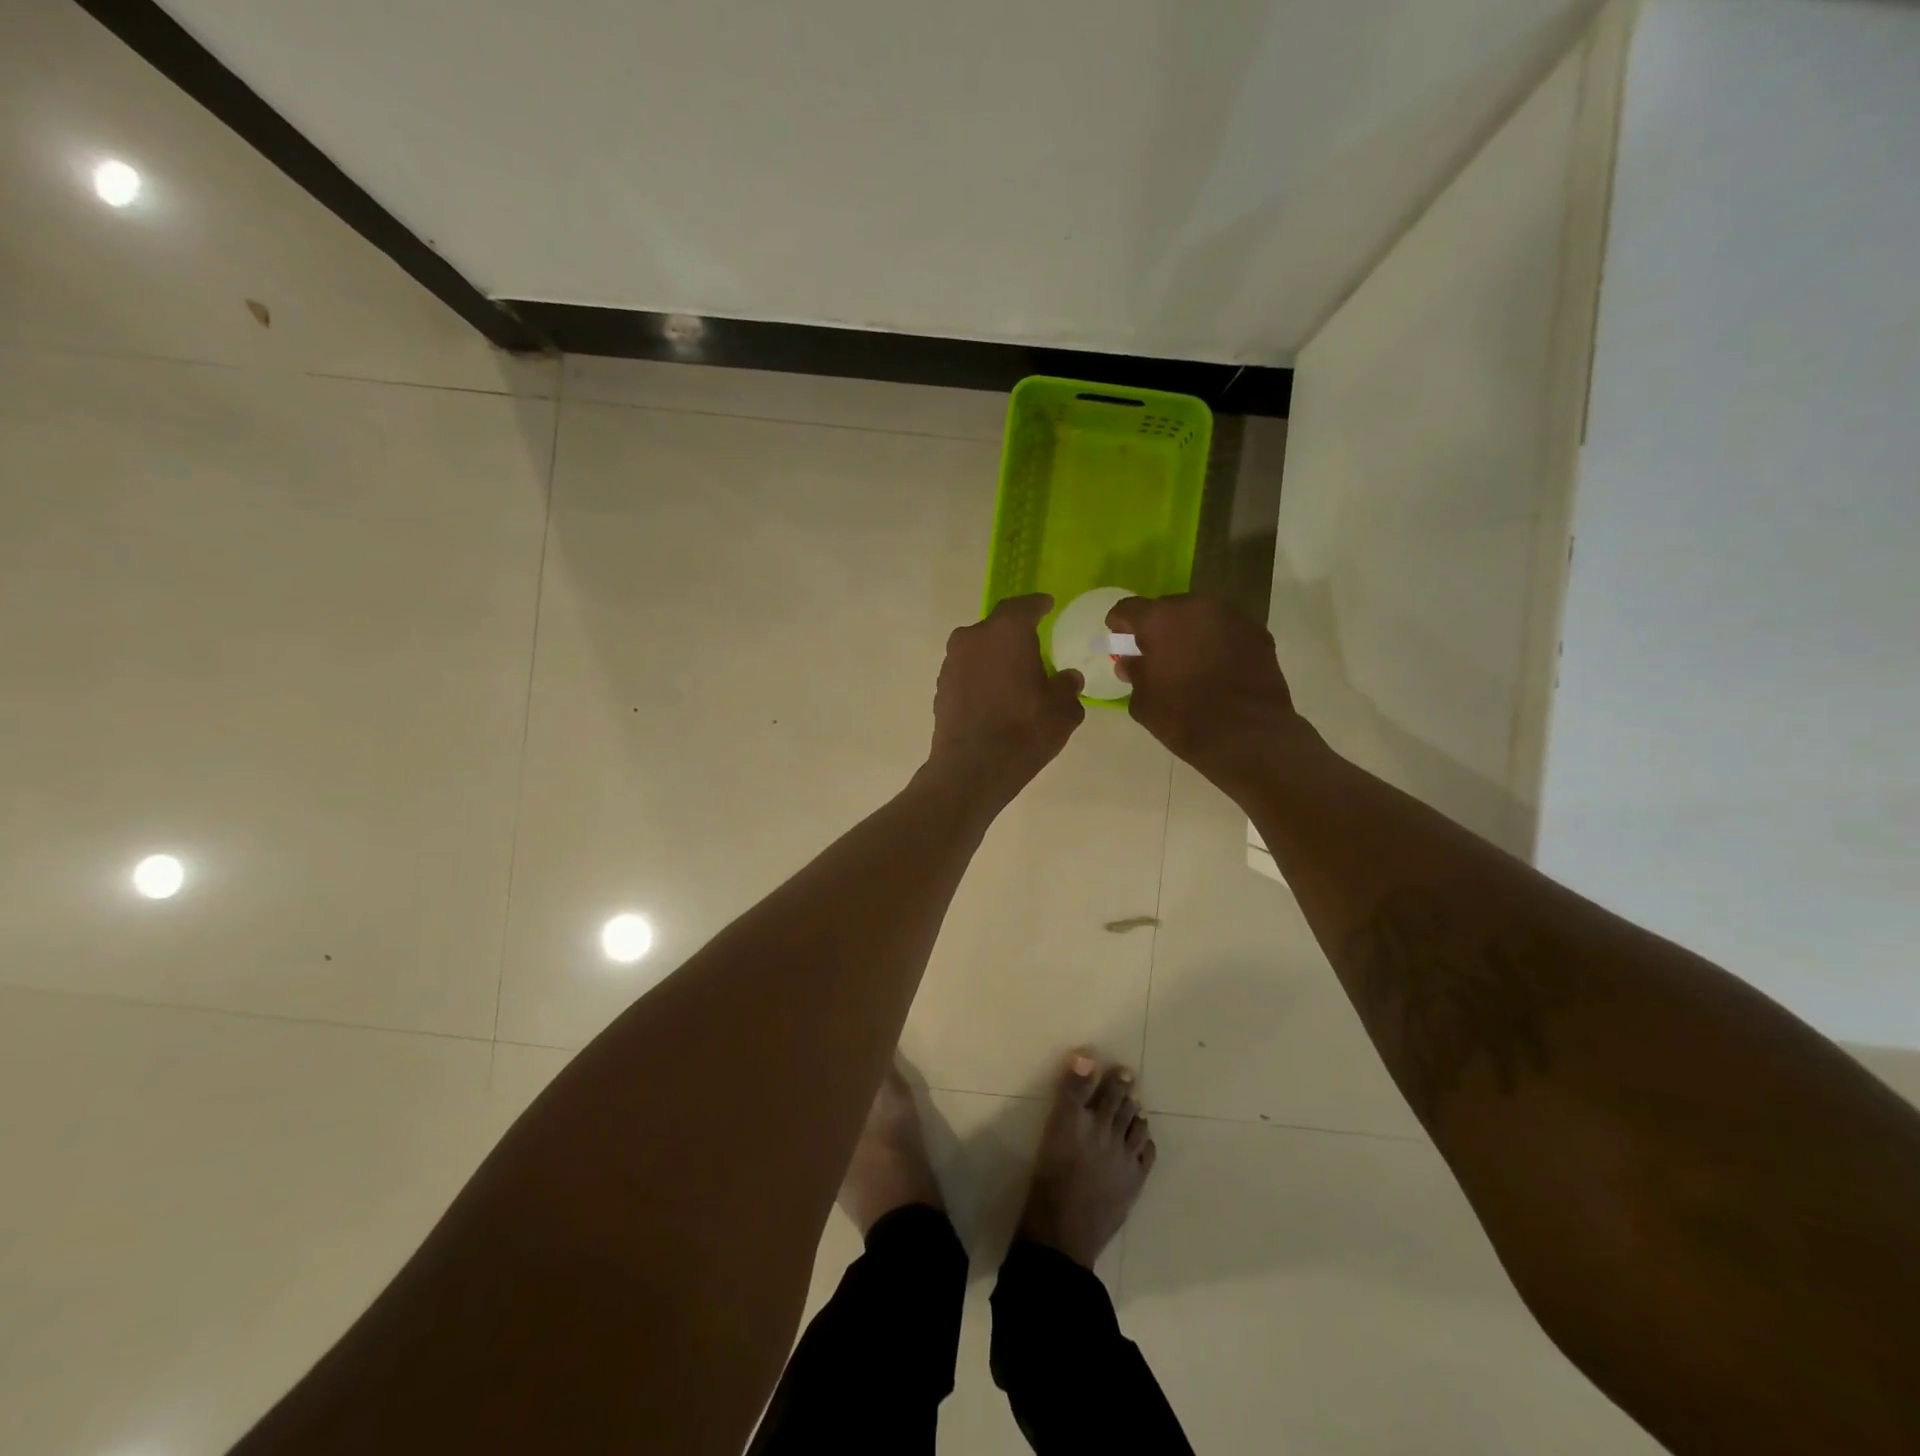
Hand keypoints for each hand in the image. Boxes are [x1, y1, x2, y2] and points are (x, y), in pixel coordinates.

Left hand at [927, 594, 1084, 808]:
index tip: (1046, 605)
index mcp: (1006, 631)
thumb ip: (1067, 686)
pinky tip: (994, 697)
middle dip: (1015, 635)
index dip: (1038, 605)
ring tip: (1014, 676)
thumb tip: (1067, 678)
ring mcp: (951, 662)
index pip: (1024, 606)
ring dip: (995, 657)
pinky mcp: (941, 687)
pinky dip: (981, 677)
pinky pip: (967, 672)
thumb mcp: (1063, 709)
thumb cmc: (1025, 730)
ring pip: (979, 650)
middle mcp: (973, 638)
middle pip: (997, 627)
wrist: (972, 769)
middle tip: (1033, 648)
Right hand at [1106, 594, 1309, 784]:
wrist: (1248, 736)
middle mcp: (1196, 607)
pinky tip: (1217, 669)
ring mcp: (1231, 617)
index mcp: (1159, 620)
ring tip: (1188, 661)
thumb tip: (1131, 663)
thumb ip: (1134, 674)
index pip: (1128, 609)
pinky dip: (1217, 643)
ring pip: (1200, 617)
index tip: (1118, 640)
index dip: (1119, 624)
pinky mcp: (1258, 633)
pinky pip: (1226, 631)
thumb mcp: (1143, 702)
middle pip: (1167, 608)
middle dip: (1157, 628)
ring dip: (1189, 633)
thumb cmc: (1184, 719)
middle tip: (1155, 653)